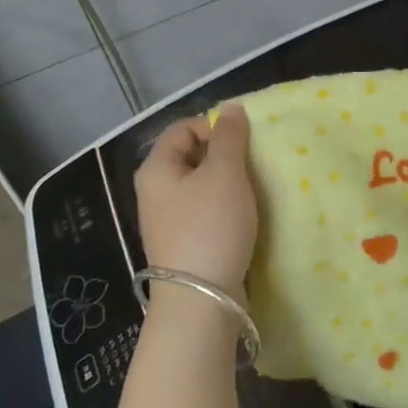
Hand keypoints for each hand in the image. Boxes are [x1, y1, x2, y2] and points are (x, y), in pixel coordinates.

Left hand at [134, 105, 257, 297]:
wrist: (201, 299)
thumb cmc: (211, 226)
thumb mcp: (225, 174)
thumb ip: (229, 137)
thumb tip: (230, 108)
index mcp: (156, 169)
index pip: (182, 128)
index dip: (212, 126)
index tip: (243, 140)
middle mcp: (154, 192)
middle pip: (190, 156)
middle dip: (223, 154)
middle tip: (252, 163)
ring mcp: (168, 220)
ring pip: (200, 185)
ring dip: (227, 182)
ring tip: (253, 188)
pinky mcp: (184, 243)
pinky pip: (205, 211)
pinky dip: (224, 206)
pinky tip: (244, 215)